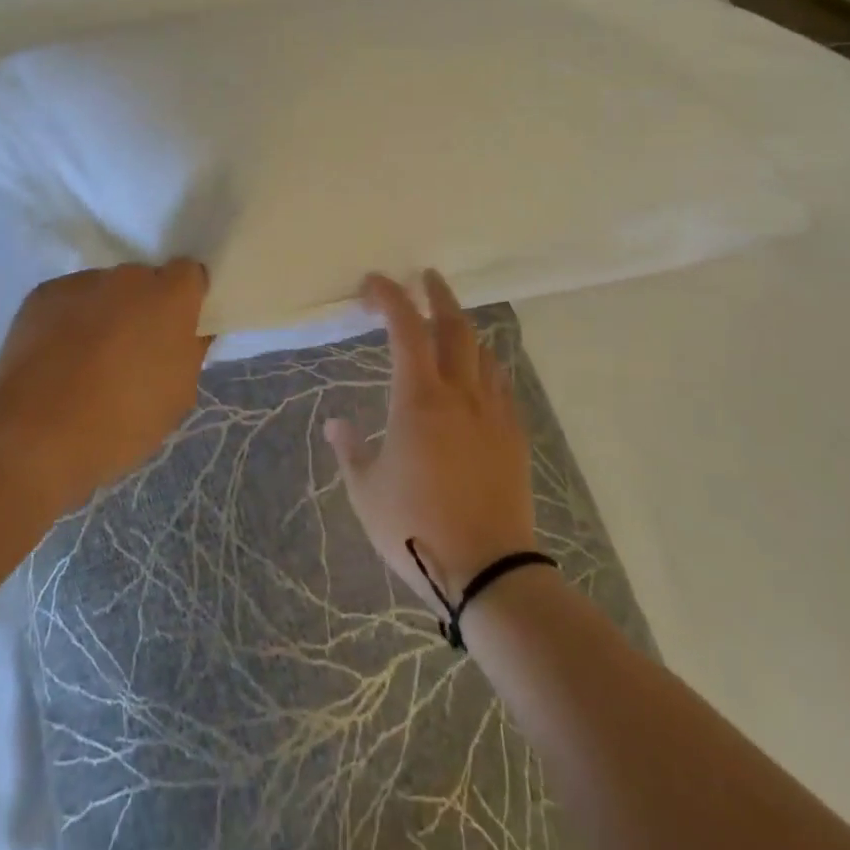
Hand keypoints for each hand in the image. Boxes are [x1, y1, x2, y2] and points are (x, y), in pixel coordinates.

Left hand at [0, 261, 211, 514]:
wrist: (34, 438)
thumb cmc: (122, 421)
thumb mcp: (178, 396)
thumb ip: (190, 352)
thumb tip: (191, 332)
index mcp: (171, 296)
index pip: (190, 274)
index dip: (186, 299)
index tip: (179, 328)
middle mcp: (128, 277)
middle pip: (145, 282)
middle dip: (144, 307)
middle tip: (134, 350)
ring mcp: (82, 282)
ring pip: (104, 291)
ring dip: (105, 313)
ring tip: (88, 360)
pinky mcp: (42, 295)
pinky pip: (69, 301)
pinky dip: (69, 320)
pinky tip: (58, 360)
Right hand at [325, 270, 539, 609]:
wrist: (489, 571)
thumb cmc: (416, 528)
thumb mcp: (367, 492)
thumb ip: (350, 450)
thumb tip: (336, 422)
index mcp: (419, 398)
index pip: (404, 328)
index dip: (389, 296)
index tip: (374, 282)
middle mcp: (459, 393)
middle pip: (454, 325)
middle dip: (437, 294)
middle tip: (425, 278)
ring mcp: (492, 412)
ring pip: (481, 350)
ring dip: (463, 328)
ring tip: (448, 325)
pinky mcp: (514, 435)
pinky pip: (500, 383)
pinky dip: (484, 365)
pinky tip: (478, 375)